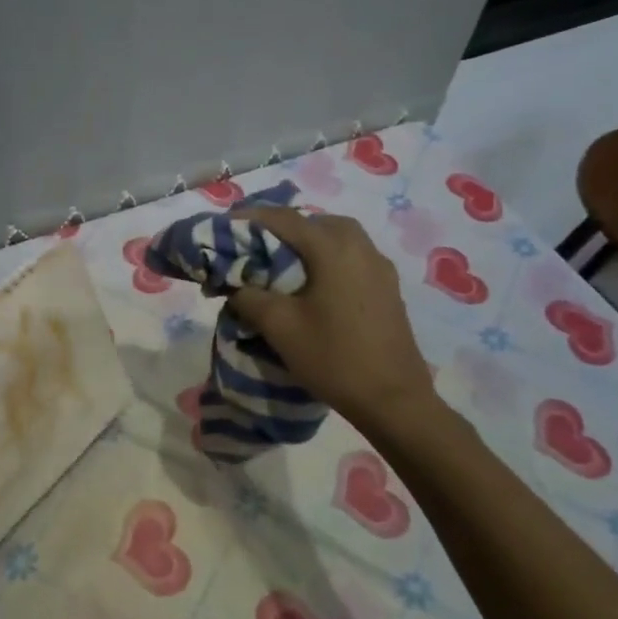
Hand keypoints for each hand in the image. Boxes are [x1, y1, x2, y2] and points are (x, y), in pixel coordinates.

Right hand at [226, 207, 437, 429]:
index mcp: (333, 247)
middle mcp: (360, 246)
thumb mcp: (279, 327)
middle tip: (251, 246)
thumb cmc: (334, 357)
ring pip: (334, 237)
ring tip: (279, 264)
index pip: (283, 218)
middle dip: (279, 228)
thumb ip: (249, 296)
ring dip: (304, 243)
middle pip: (312, 222)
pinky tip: (312, 284)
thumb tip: (233, 285)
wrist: (394, 400)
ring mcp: (379, 266)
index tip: (222, 227)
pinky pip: (350, 256)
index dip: (248, 219)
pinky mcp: (388, 287)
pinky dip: (325, 258)